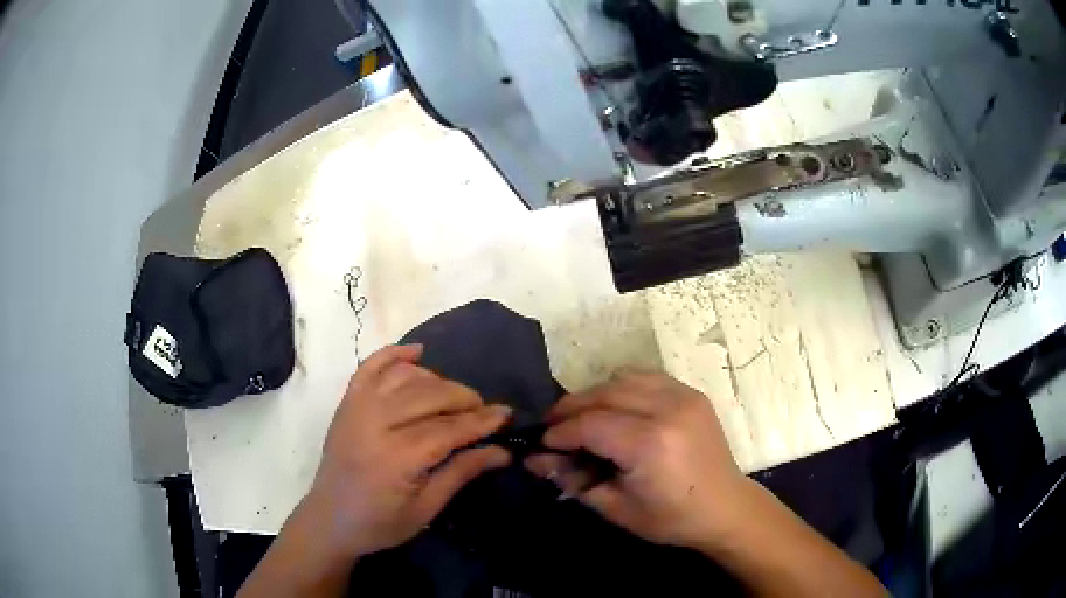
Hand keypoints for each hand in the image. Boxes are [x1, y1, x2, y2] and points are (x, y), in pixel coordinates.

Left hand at [307, 344, 511, 558]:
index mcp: (397, 458)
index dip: (481, 421)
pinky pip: (370, 366)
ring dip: (436, 380)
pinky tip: (417, 352)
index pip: (448, 429)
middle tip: (484, 411)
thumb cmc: (380, 523)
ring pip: (405, 377)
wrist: (330, 519)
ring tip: (453, 397)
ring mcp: (357, 408)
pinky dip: (394, 354)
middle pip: (429, 396)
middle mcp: (375, 424)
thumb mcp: (426, 509)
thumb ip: (461, 473)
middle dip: (464, 398)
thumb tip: (502, 451)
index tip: (507, 414)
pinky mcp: (346, 403)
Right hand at [525, 370, 746, 549]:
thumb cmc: (670, 518)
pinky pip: (646, 378)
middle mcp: (667, 409)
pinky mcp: (692, 393)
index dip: (560, 433)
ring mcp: (683, 396)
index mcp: (650, 444)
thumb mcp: (616, 507)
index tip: (543, 445)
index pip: (590, 424)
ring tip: (581, 417)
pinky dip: (622, 388)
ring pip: (622, 380)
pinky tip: (615, 408)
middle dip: (570, 409)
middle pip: (603, 395)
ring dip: (594, 395)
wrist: (725, 507)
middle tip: (553, 427)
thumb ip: (573, 479)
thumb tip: (534, 460)